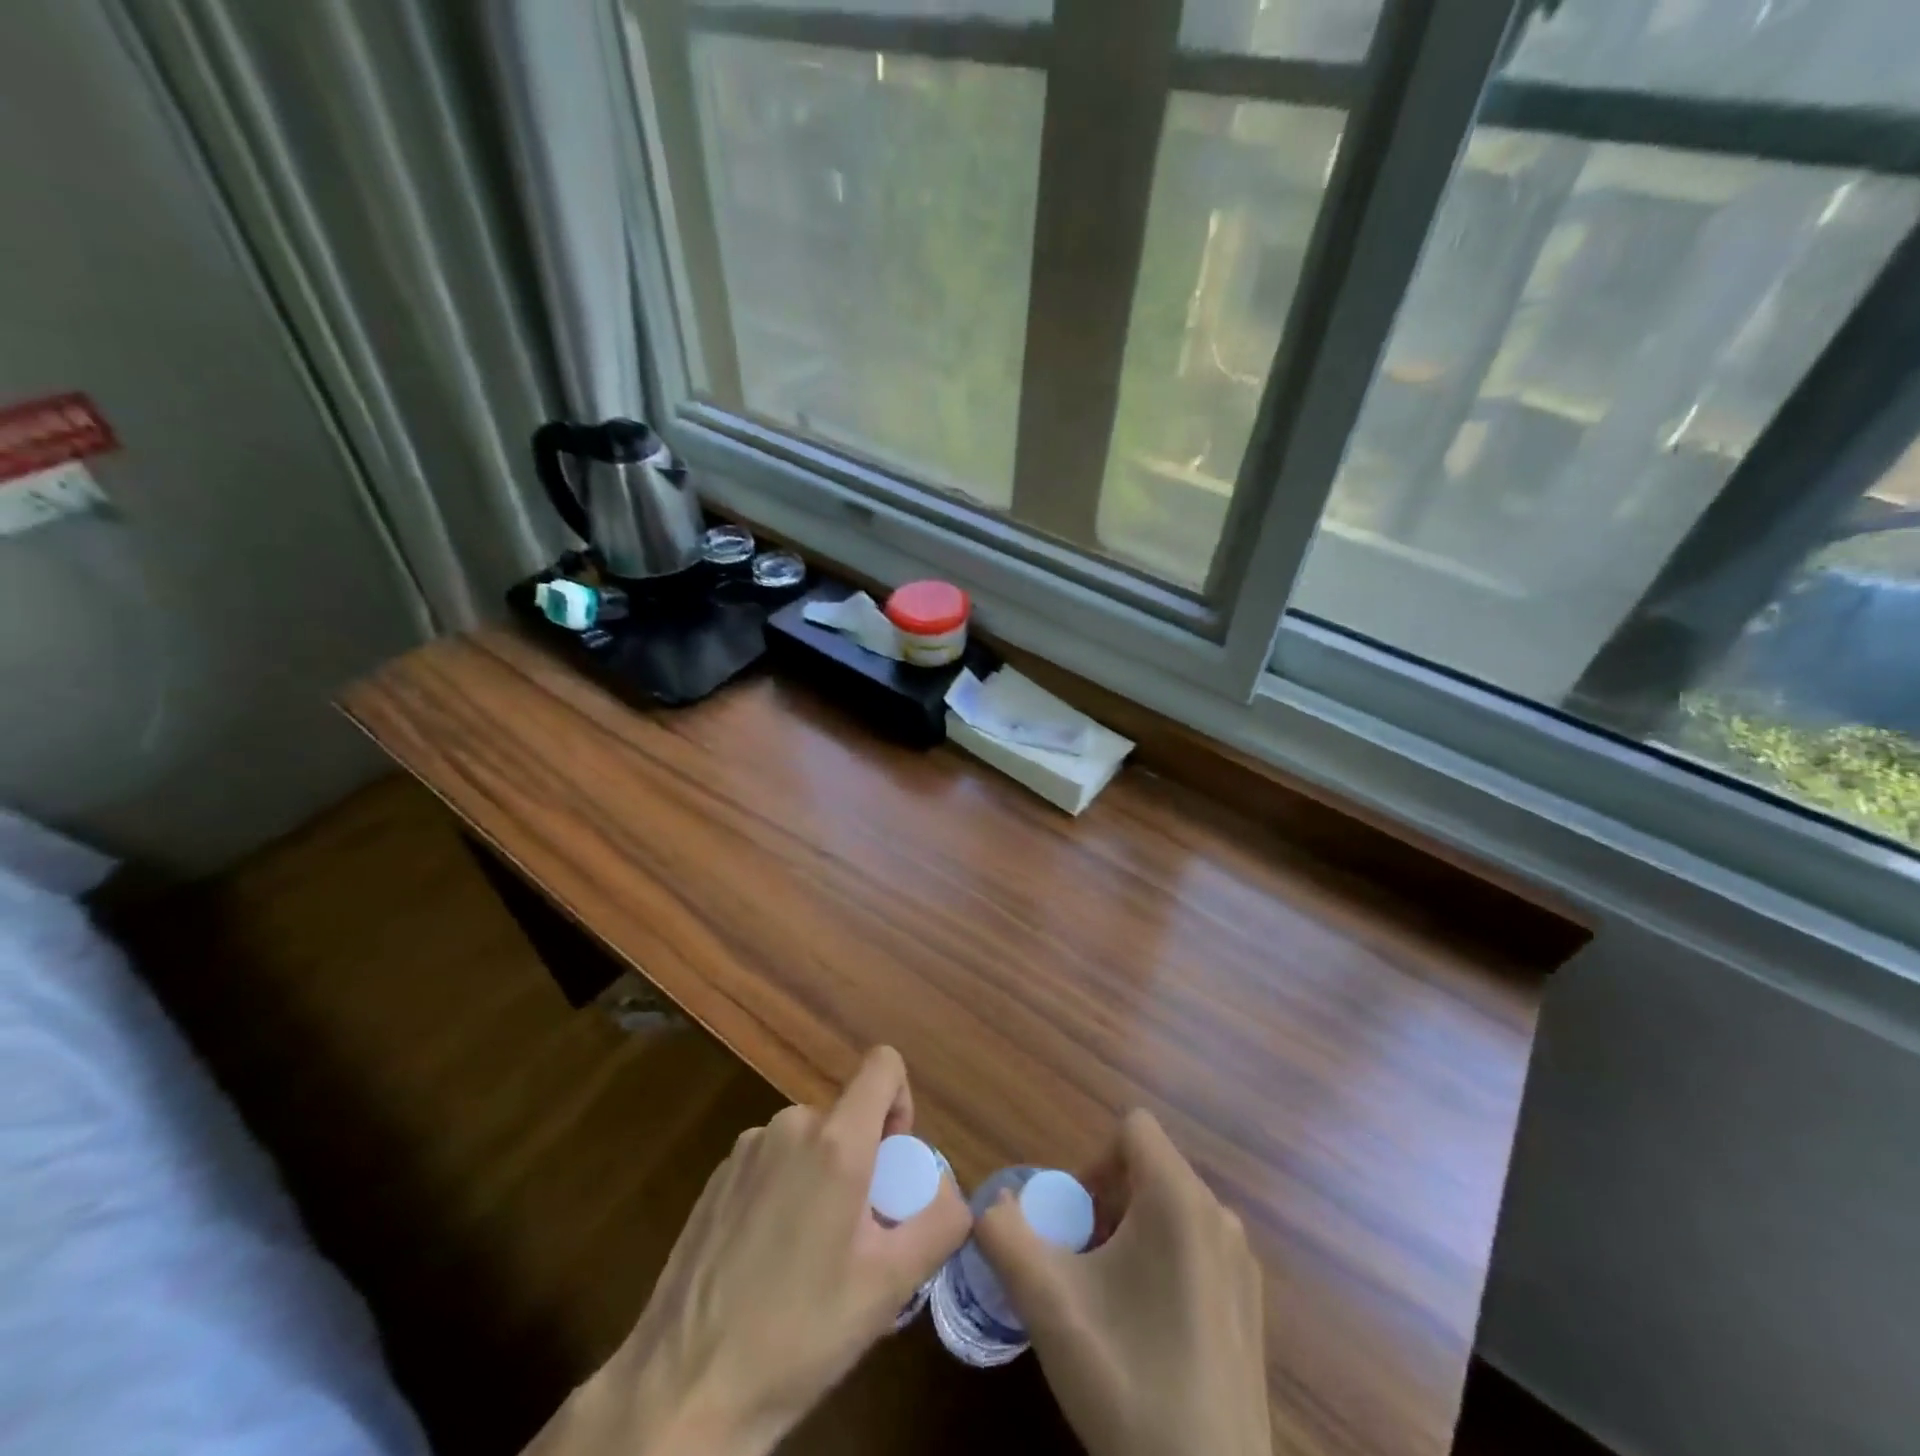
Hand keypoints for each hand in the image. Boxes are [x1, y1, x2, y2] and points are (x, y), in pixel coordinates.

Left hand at [528, 1047, 969, 1455]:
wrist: (683, 1389)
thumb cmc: (798, 1334)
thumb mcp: (888, 1288)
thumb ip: (939, 1224)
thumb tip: (954, 1193)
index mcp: (835, 1141)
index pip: (883, 1065)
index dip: (901, 1102)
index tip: (894, 1165)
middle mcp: (789, 1127)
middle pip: (847, 1118)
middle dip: (863, 1163)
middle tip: (856, 1239)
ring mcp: (745, 1150)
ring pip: (809, 1144)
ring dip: (823, 1181)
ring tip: (809, 1260)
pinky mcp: (715, 1178)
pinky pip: (772, 1164)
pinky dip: (784, 1193)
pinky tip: (767, 1263)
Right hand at [975, 1109, 1270, 1455]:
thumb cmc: (1127, 1381)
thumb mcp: (1048, 1304)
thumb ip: (1006, 1235)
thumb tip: (992, 1202)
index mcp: (1180, 1199)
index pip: (1133, 1129)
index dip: (1093, 1161)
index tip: (1075, 1222)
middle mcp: (1220, 1216)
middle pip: (1149, 1169)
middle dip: (1106, 1203)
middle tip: (1081, 1263)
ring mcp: (1242, 1263)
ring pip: (1171, 1210)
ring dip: (1130, 1234)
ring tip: (1108, 1299)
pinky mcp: (1251, 1305)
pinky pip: (1196, 1248)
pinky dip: (1162, 1263)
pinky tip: (1145, 1332)